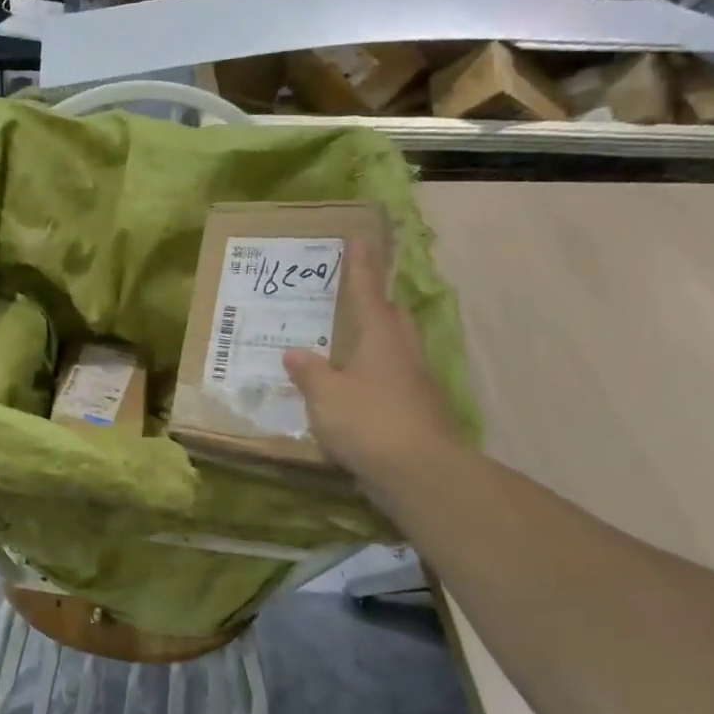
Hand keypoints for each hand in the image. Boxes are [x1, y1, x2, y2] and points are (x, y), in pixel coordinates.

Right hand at [283, 242, 458, 480]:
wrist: (419, 473)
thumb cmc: (368, 422)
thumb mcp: (325, 395)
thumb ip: (309, 372)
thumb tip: (294, 352)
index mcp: (381, 338)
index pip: (368, 292)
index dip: (361, 267)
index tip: (359, 239)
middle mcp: (403, 353)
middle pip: (393, 318)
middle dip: (378, 304)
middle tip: (356, 297)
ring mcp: (417, 384)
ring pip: (398, 350)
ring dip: (379, 342)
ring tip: (350, 347)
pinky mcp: (420, 413)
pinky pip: (395, 382)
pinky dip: (377, 378)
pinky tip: (357, 393)